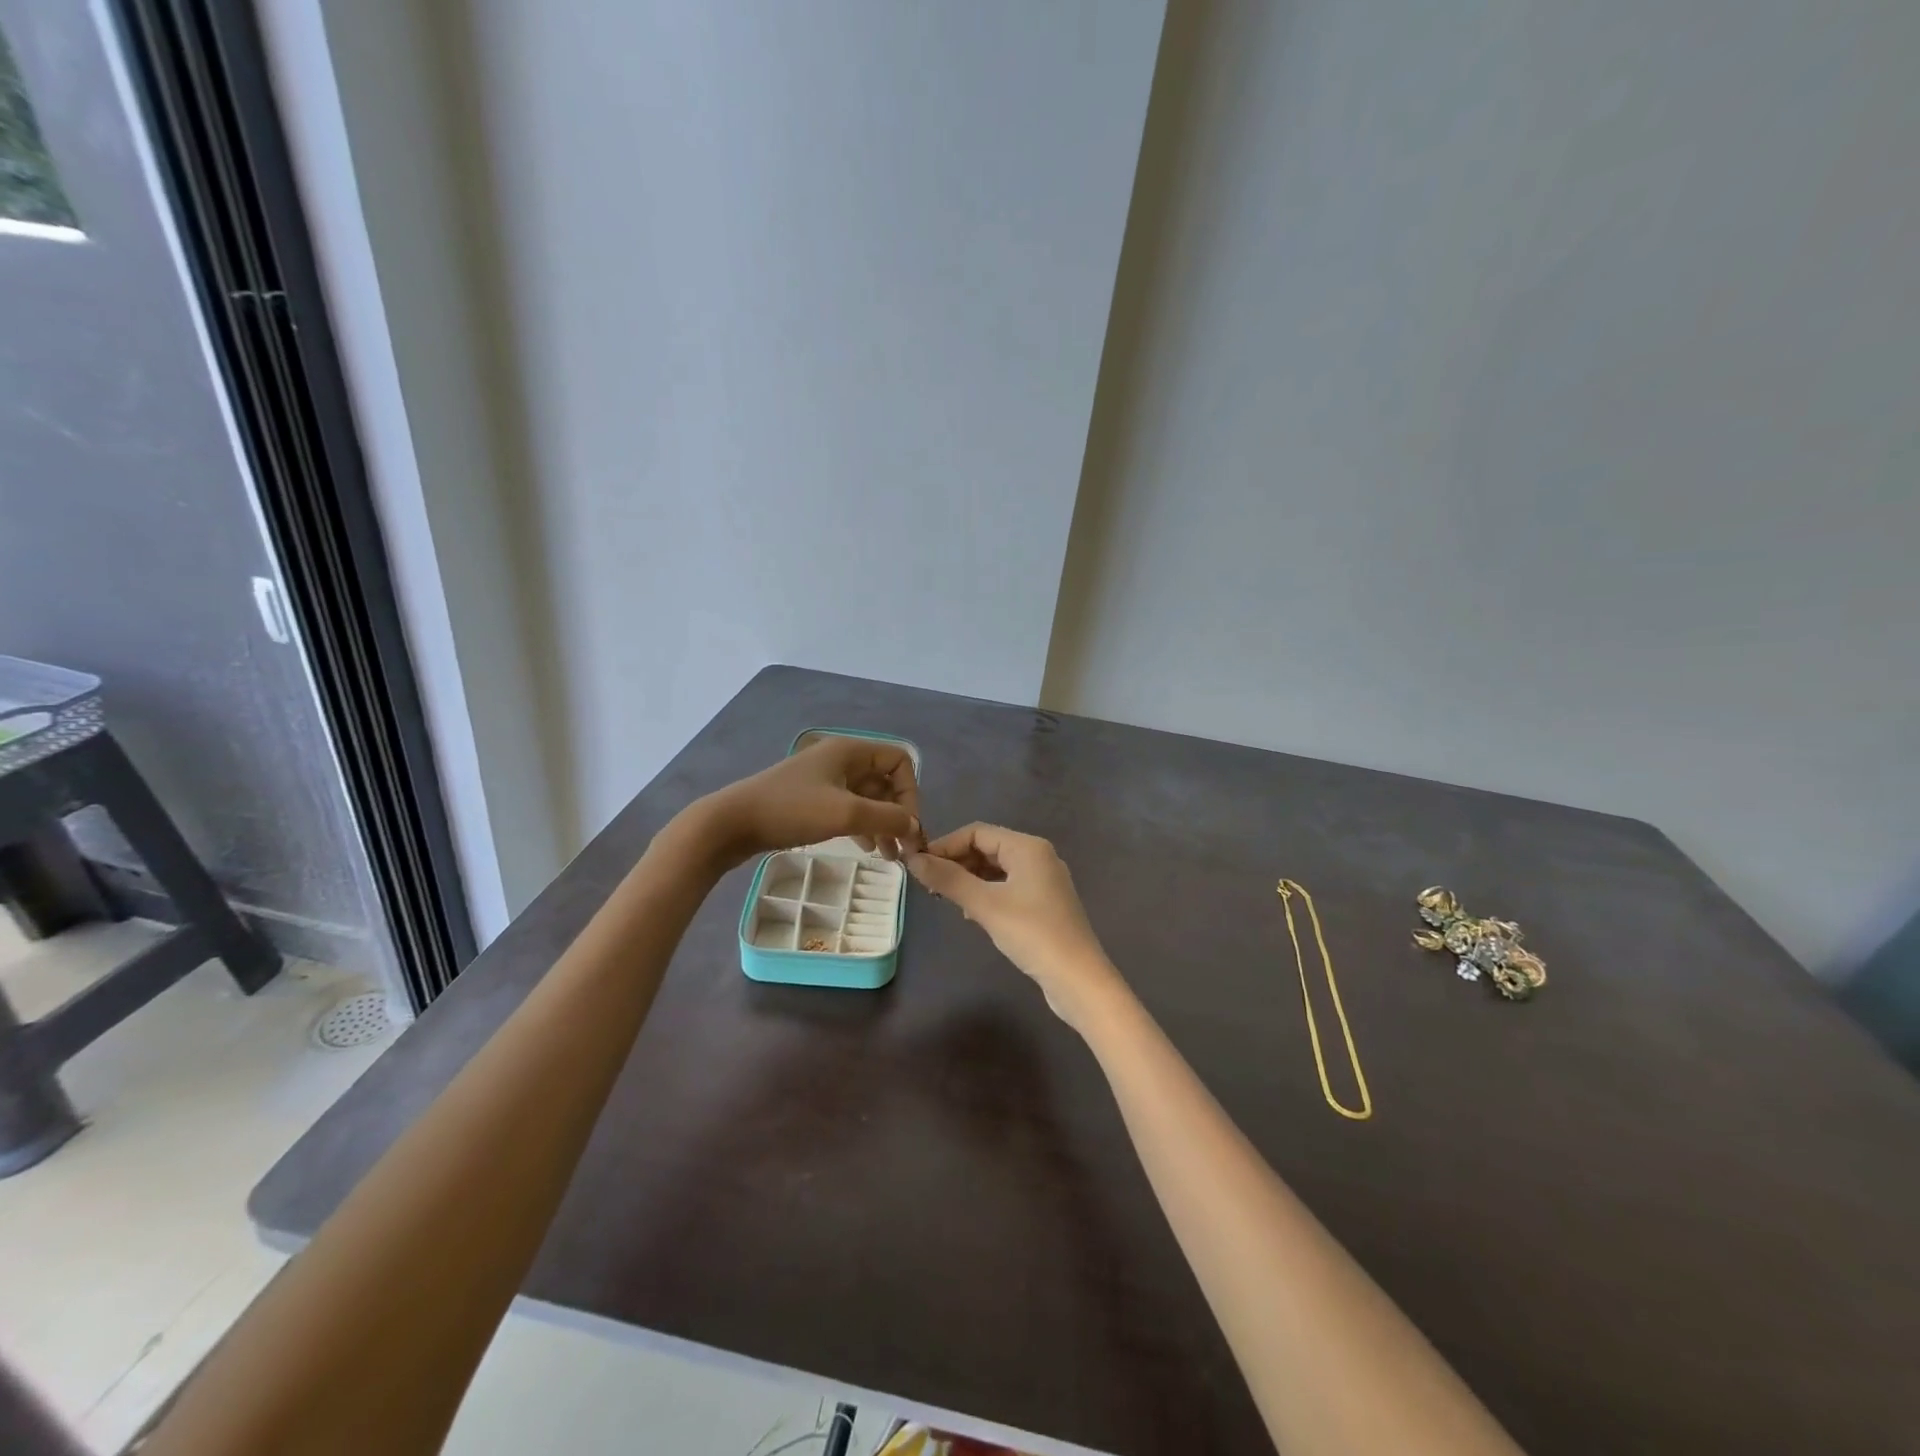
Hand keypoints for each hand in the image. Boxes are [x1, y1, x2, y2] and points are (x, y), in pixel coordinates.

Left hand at [701, 736, 922, 865]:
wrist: (731, 823)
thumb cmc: (792, 810)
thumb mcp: (846, 813)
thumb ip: (888, 818)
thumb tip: (915, 827)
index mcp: (850, 751)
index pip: (899, 761)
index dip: (910, 792)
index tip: (907, 825)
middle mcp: (840, 759)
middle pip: (884, 781)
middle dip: (897, 813)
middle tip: (904, 848)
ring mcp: (824, 779)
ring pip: (867, 798)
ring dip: (882, 823)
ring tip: (888, 856)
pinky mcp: (810, 799)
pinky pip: (848, 808)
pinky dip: (861, 826)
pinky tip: (864, 849)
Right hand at [908, 823, 1124, 1027]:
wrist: (1078, 979)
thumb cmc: (1032, 934)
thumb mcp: (985, 905)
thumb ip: (949, 880)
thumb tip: (914, 860)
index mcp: (1028, 847)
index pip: (977, 832)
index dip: (945, 845)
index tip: (919, 866)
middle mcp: (1038, 856)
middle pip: (988, 848)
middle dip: (956, 862)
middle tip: (929, 884)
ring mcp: (1044, 881)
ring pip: (997, 869)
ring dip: (969, 879)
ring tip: (945, 898)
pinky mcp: (1045, 904)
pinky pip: (1008, 887)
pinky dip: (986, 893)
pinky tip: (971, 914)